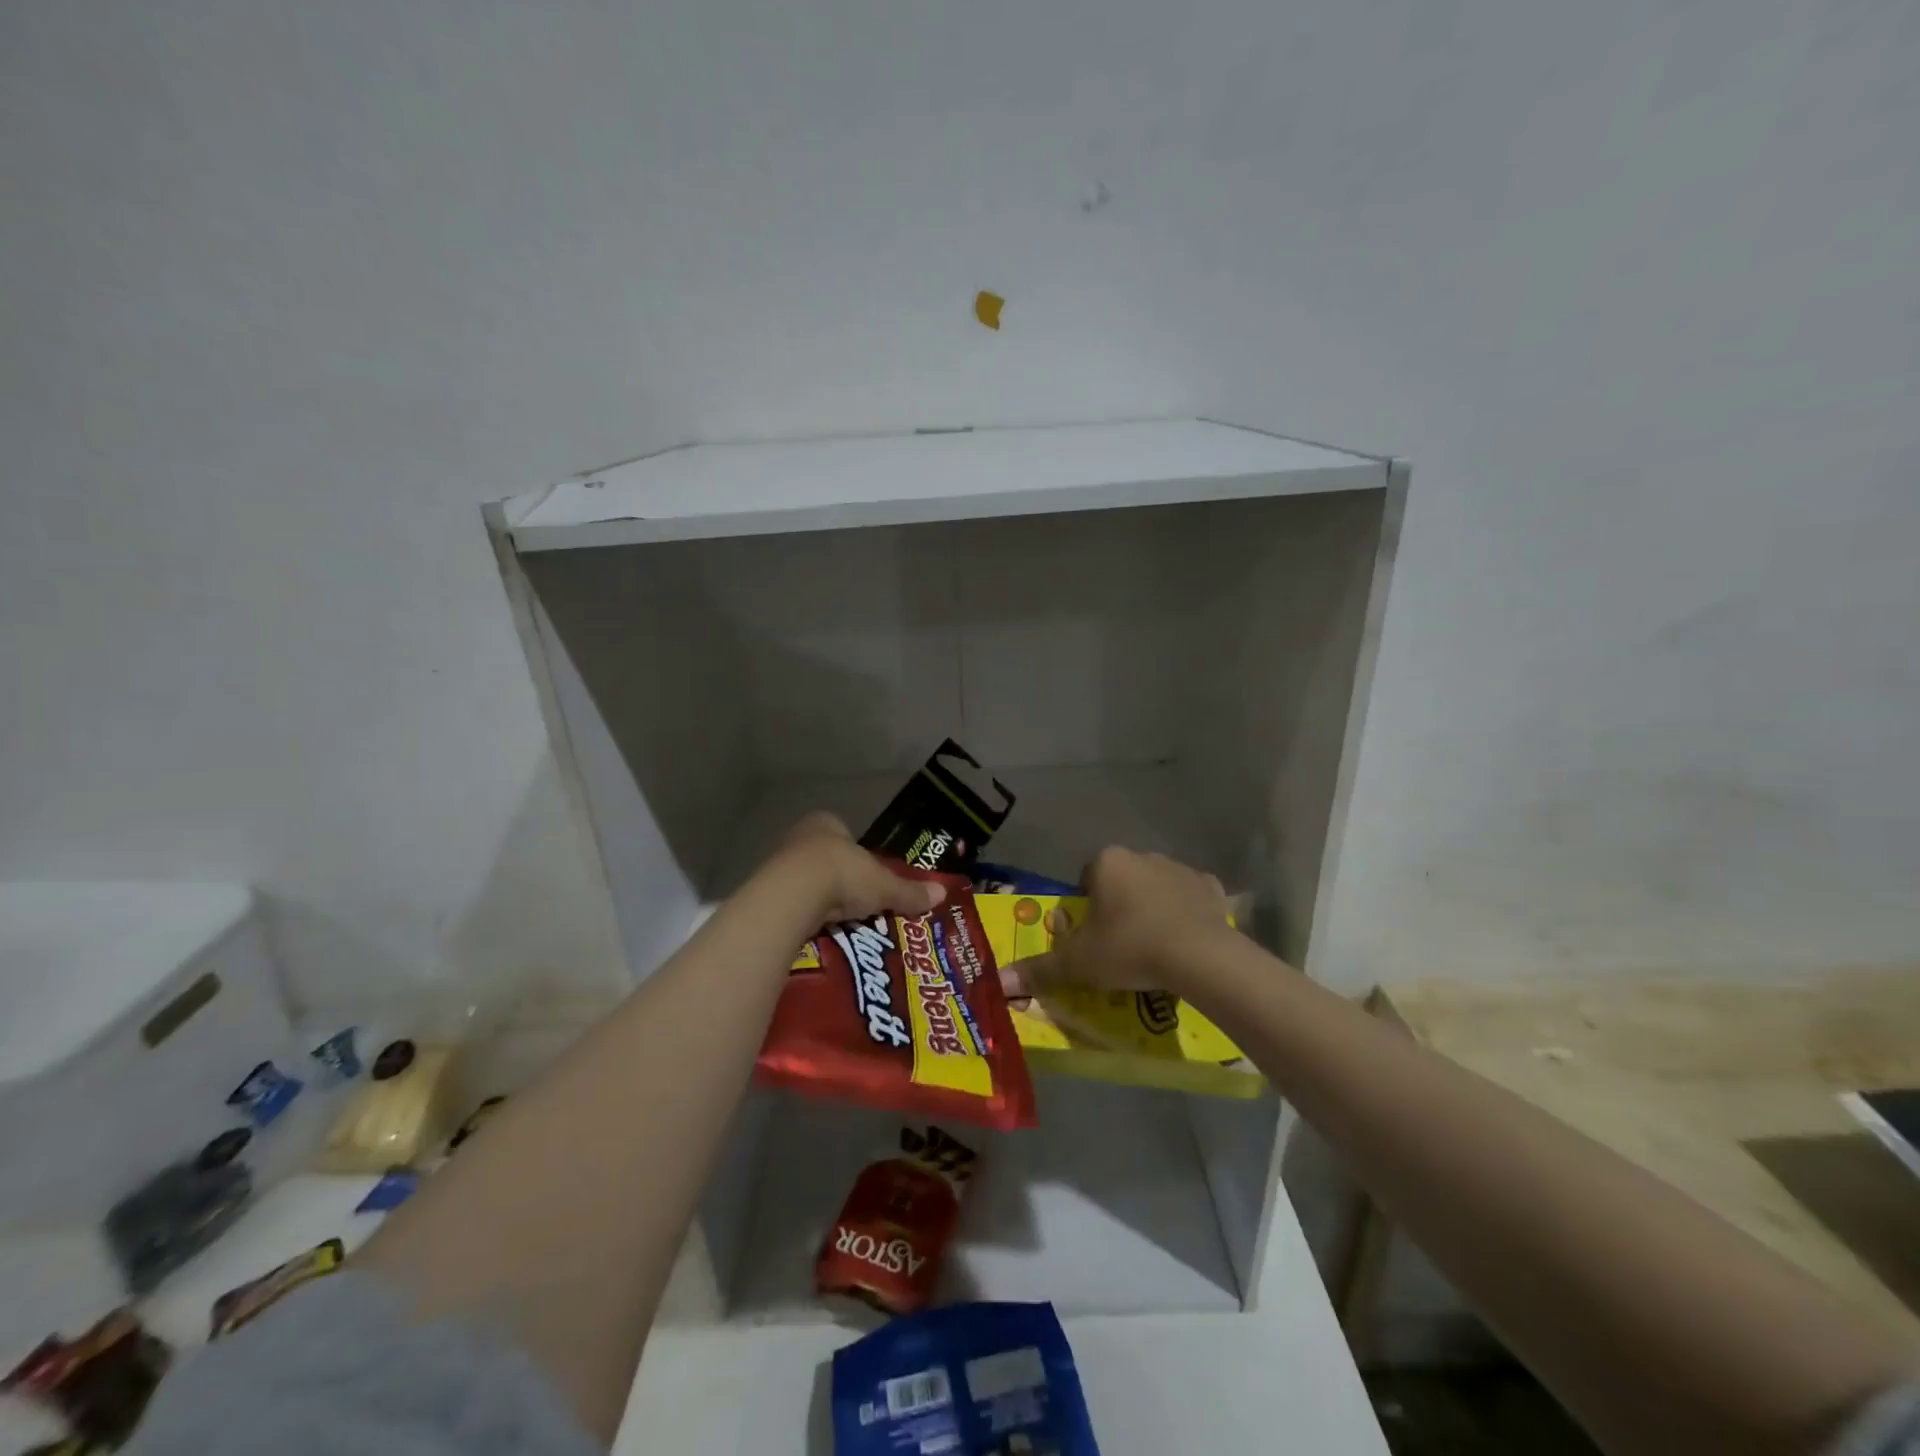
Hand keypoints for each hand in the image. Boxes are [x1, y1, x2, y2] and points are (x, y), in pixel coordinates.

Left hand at [766, 813, 946, 924]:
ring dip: (821, 900)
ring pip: (807, 881)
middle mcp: (800, 837)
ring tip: (839, 922)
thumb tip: (942, 894)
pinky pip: (793, 904)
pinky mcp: (766, 892)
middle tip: (858, 904)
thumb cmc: (842, 874)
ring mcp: (779, 863)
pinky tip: (817, 931)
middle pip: (827, 859)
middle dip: (841, 880)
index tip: (870, 880)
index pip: (847, 837)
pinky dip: (804, 916)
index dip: (860, 857)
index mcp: (828, 823)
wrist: (792, 895)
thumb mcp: (883, 885)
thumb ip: (909, 891)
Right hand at [1000, 847, 1230, 998]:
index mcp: (1107, 862)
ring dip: (1151, 909)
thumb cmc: (1129, 948)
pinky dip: (1185, 914)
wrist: (1199, 956)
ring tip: (1153, 948)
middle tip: (1119, 946)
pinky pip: (1190, 898)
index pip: (1086, 879)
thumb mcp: (1078, 963)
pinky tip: (1184, 941)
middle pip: (1121, 881)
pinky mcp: (1211, 887)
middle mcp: (1142, 855)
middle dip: (1119, 907)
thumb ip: (1038, 969)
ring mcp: (1180, 868)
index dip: (1086, 909)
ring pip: (1155, 888)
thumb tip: (999, 982)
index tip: (1092, 938)